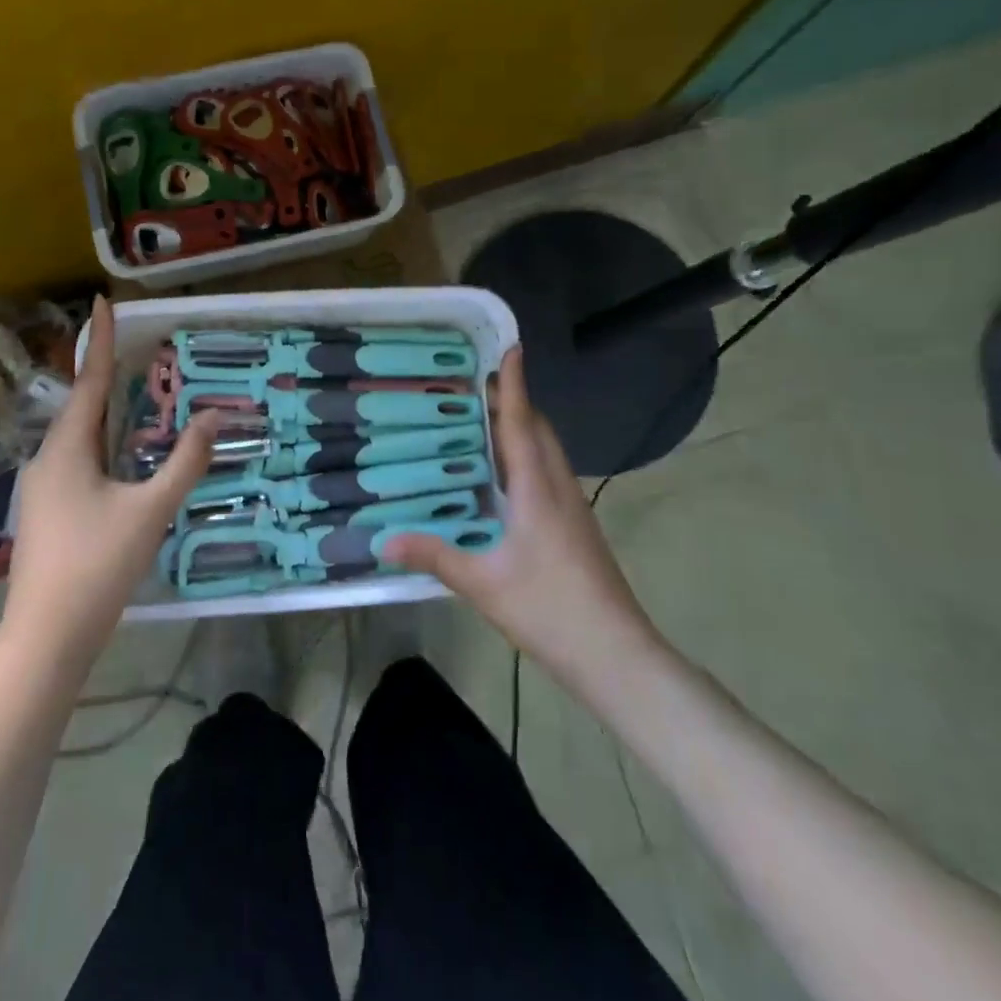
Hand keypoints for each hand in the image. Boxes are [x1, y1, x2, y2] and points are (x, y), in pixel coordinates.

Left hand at [2, 298, 217, 663]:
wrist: (46, 638)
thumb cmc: (97, 566)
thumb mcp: (150, 511)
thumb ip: (185, 462)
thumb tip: (212, 417)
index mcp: (67, 449)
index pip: (89, 380)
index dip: (99, 339)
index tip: (103, 300)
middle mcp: (48, 459)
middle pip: (81, 405)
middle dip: (105, 373)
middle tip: (133, 345)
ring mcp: (43, 488)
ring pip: (78, 435)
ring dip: (104, 410)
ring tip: (132, 392)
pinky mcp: (48, 512)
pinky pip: (77, 459)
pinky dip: (101, 441)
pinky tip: (119, 454)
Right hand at [383, 347, 664, 688]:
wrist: (616, 654)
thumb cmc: (548, 609)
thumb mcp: (482, 584)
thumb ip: (434, 556)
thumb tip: (383, 540)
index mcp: (537, 489)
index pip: (523, 422)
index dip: (515, 384)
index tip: (511, 347)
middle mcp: (559, 487)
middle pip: (539, 429)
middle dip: (515, 400)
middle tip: (476, 385)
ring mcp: (573, 507)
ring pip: (548, 451)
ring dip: (522, 427)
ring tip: (484, 422)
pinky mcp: (577, 526)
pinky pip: (550, 473)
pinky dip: (527, 456)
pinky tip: (504, 477)